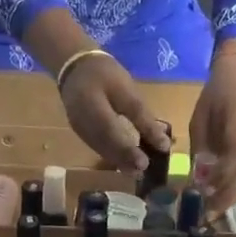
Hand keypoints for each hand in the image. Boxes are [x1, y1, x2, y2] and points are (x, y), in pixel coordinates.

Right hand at [60, 53, 171, 171]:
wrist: (74, 65)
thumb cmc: (104, 73)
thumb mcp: (127, 89)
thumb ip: (142, 117)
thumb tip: (161, 143)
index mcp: (92, 106)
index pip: (110, 132)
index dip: (127, 150)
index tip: (144, 163)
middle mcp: (81, 122)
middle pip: (105, 146)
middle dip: (124, 160)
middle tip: (143, 171)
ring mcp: (79, 129)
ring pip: (101, 149)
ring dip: (118, 160)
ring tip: (136, 169)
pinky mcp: (81, 131)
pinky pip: (97, 146)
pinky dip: (112, 154)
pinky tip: (124, 159)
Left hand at [189, 44, 235, 215]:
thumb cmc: (215, 98)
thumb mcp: (199, 122)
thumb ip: (201, 150)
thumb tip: (198, 179)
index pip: (232, 166)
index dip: (218, 186)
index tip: (202, 200)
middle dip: (226, 198)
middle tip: (209, 216)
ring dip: (234, 195)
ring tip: (217, 209)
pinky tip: (228, 194)